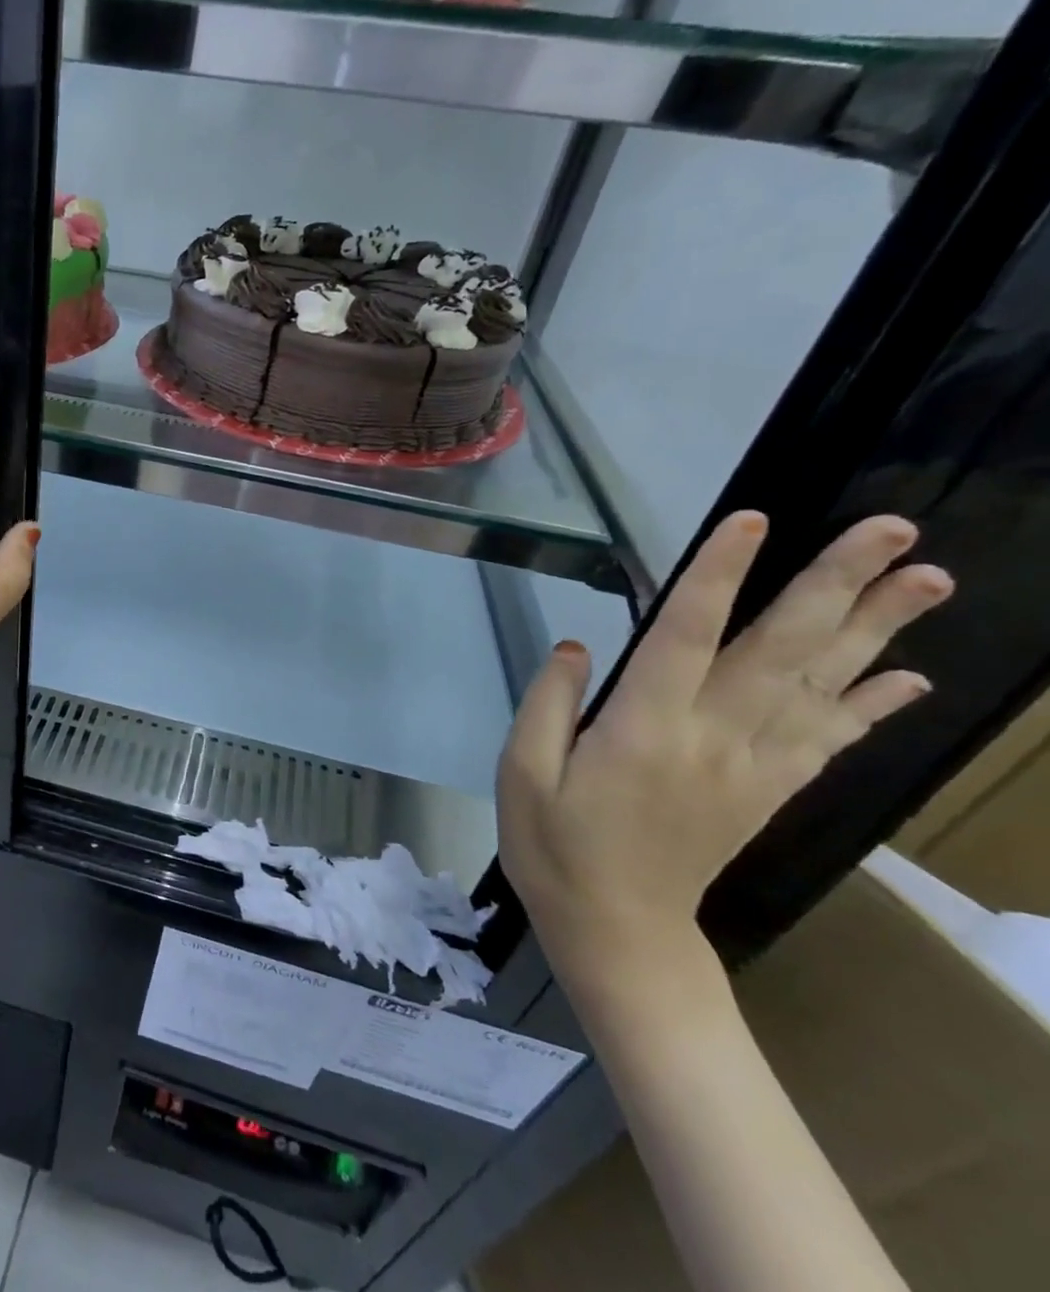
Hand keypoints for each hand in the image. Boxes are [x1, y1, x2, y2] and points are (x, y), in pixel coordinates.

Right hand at [497, 512, 952, 977]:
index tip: (751, 522)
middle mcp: (712, 739)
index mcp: (643, 730)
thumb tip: (578, 646)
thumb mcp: (521, 772)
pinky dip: (872, 702)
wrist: (616, 929)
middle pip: (780, 651)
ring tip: (930, 580)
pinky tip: (906, 672)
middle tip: (892, 531)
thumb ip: (550, 703)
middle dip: (836, 586)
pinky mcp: (766, 791)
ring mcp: (750, 767)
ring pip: (820, 687)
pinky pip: (828, 739)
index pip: (686, 637)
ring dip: (876, 630)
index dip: (718, 576)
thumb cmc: (553, 845)